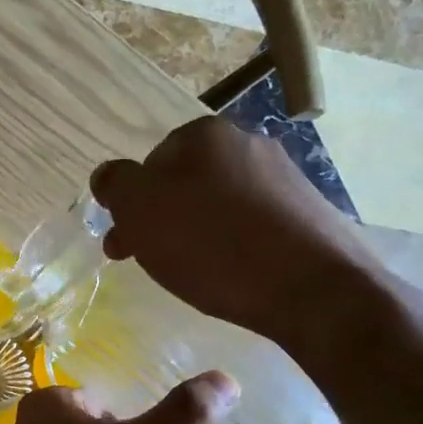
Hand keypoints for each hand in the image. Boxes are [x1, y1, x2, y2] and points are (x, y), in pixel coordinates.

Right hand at [90, 116, 378, 346]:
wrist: (314, 289)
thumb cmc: (212, 244)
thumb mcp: (140, 211)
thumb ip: (115, 185)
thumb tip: (108, 176)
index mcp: (204, 134)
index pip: (149, 163)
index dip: (131, 203)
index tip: (125, 241)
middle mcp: (246, 143)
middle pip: (184, 182)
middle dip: (161, 219)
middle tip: (148, 260)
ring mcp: (284, 177)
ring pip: (218, 204)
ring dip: (195, 232)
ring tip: (191, 272)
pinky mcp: (308, 213)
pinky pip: (252, 224)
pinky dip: (232, 244)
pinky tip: (231, 273)